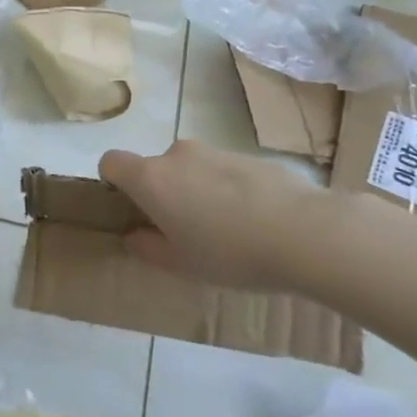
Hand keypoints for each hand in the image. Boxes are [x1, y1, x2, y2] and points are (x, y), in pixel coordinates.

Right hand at [100, 140, 325, 290]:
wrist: (305, 232)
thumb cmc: (230, 253)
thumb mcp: (181, 265)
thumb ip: (148, 249)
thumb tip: (134, 236)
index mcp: (151, 178)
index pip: (111, 162)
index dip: (114, 182)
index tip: (132, 210)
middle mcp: (176, 154)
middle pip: (156, 167)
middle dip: (164, 193)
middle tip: (185, 231)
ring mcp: (215, 151)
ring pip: (191, 169)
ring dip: (197, 191)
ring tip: (227, 231)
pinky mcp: (249, 155)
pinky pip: (224, 171)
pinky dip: (229, 190)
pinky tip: (256, 222)